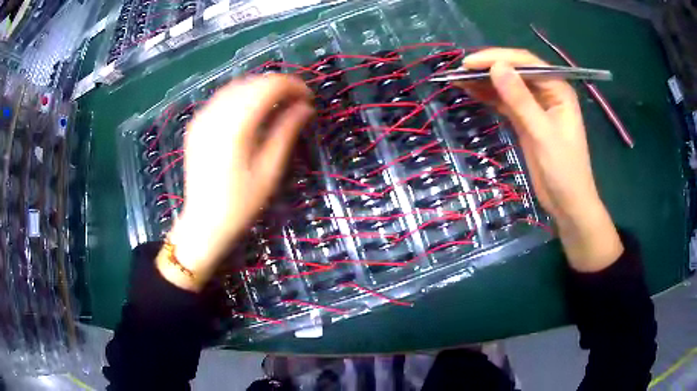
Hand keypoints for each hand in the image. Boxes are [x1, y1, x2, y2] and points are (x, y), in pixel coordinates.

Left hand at [159, 74, 313, 290]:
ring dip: (260, 88)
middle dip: (278, 85)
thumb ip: (286, 131)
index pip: (269, 86)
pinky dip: (241, 96)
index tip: (308, 98)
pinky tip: (250, 110)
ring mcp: (202, 117)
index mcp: (236, 124)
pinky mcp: (196, 124)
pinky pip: (222, 97)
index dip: (293, 86)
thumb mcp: (270, 170)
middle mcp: (216, 112)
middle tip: (296, 102)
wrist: (204, 222)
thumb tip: (305, 107)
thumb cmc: (240, 203)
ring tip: (277, 104)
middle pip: (253, 81)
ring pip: (237, 85)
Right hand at [458, 48, 621, 271]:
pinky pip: (505, 102)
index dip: (498, 58)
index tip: (470, 63)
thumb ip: (521, 100)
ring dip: (485, 81)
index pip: (526, 63)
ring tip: (458, 78)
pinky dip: (489, 97)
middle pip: (515, 71)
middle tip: (459, 70)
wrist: (567, 204)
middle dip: (488, 68)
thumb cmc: (563, 171)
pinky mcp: (526, 120)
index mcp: (558, 89)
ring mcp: (536, 106)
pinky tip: (471, 91)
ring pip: (508, 86)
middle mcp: (547, 92)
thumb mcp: (542, 134)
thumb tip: (497, 67)